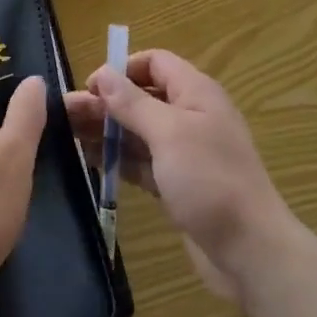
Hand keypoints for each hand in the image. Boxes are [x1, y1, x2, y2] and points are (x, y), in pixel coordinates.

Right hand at [66, 50, 297, 301]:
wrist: (251, 253)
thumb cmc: (210, 181)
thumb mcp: (168, 134)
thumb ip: (133, 103)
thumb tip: (102, 73)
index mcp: (195, 93)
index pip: (155, 63)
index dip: (122, 70)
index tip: (91, 88)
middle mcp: (190, 116)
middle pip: (141, 98)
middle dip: (105, 104)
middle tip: (65, 116)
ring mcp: (185, 153)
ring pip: (138, 132)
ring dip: (107, 132)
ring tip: (68, 138)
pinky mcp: (178, 185)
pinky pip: (143, 162)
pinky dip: (119, 160)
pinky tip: (91, 163)